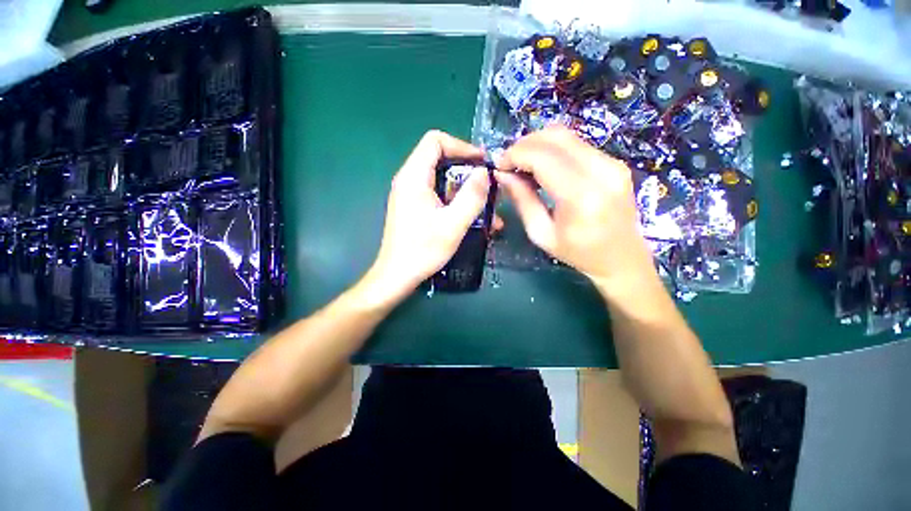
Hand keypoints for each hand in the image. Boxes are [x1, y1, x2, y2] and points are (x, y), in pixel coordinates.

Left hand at [360, 130, 490, 306]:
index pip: (436, 141)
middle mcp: (409, 180)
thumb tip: (483, 172)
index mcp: (414, 177)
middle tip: (487, 185)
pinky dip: (454, 200)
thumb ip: (471, 196)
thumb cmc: (423, 250)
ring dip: (464, 189)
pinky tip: (470, 217)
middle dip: (467, 169)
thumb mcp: (453, 224)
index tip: (482, 163)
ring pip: (441, 178)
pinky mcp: (413, 207)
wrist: (397, 275)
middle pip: (440, 159)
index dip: (461, 146)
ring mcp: (410, 194)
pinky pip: (437, 194)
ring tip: (485, 206)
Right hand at [495, 127, 656, 297]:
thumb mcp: (541, 233)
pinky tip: (543, 167)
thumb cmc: (578, 253)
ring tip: (523, 164)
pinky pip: (577, 144)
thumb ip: (522, 200)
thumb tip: (502, 174)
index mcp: (581, 196)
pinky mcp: (615, 162)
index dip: (515, 155)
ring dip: (538, 144)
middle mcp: (601, 171)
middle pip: (555, 137)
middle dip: (524, 145)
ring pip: (566, 135)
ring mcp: (612, 163)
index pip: (542, 156)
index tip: (499, 166)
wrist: (622, 258)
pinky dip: (553, 149)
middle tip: (509, 164)